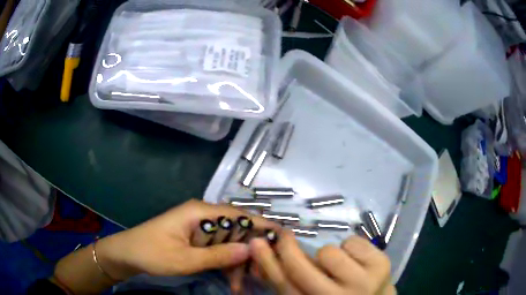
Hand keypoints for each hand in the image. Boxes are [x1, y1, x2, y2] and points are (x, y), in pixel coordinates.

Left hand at [95, 199, 277, 280]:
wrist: (125, 255)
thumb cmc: (151, 253)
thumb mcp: (185, 259)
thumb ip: (218, 255)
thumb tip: (251, 249)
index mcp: (199, 213)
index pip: (238, 214)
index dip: (261, 225)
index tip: (283, 237)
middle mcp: (202, 216)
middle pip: (236, 229)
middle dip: (251, 250)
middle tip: (263, 271)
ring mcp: (199, 228)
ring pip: (229, 242)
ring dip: (237, 262)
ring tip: (242, 284)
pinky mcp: (195, 239)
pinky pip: (218, 249)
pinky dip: (226, 264)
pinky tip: (231, 280)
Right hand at [249, 231, 395, 294]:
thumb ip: (292, 281)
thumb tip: (266, 255)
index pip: (285, 286)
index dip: (268, 263)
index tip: (257, 242)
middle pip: (302, 269)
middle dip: (288, 249)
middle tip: (285, 237)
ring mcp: (364, 282)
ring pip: (329, 251)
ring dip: (329, 255)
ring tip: (339, 265)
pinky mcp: (381, 265)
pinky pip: (352, 241)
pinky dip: (350, 248)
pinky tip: (356, 261)